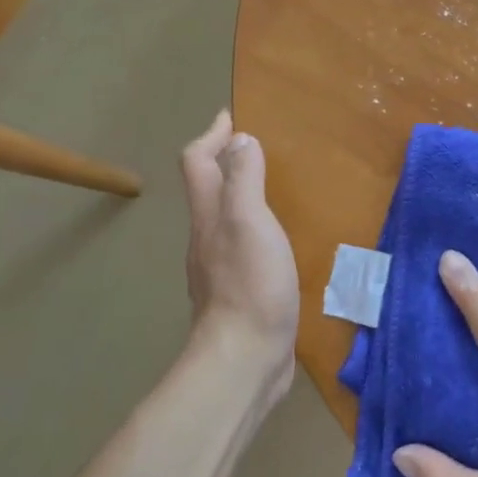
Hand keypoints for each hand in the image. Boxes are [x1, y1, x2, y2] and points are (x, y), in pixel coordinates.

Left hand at [180, 110, 299, 398]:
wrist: (245, 360)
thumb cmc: (250, 285)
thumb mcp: (250, 222)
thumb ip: (244, 179)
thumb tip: (239, 140)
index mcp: (209, 217)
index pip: (198, 163)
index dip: (211, 135)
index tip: (231, 116)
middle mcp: (208, 239)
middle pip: (208, 190)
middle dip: (227, 162)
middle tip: (257, 149)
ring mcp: (222, 269)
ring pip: (226, 219)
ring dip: (243, 196)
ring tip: (273, 189)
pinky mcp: (241, 294)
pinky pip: (244, 247)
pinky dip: (257, 229)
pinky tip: (279, 240)